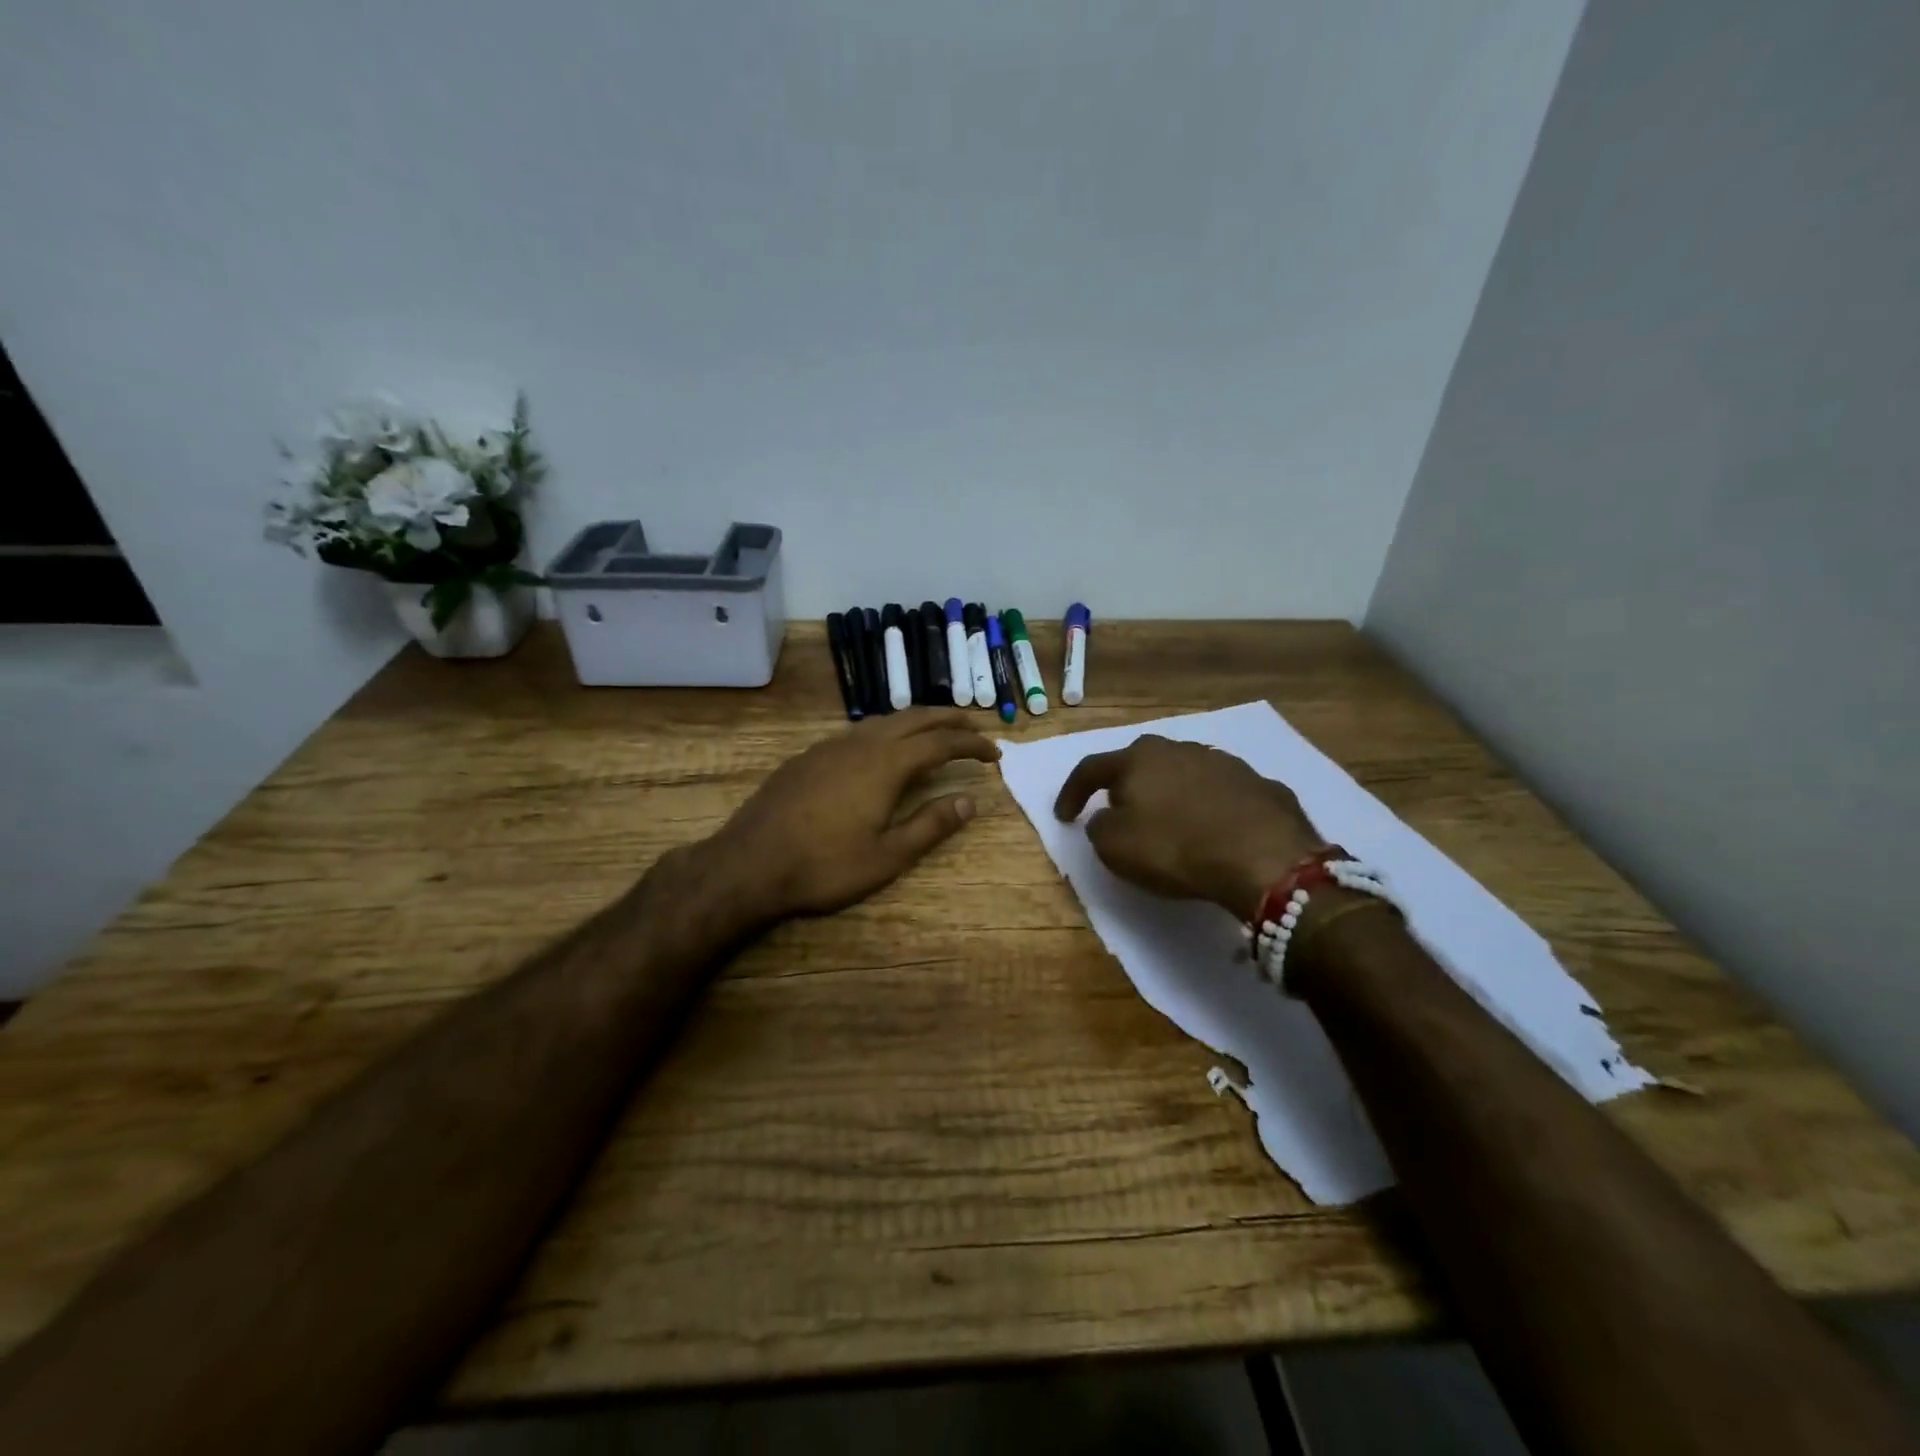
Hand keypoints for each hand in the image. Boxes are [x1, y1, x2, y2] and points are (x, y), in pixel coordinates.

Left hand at [711, 709, 999, 921]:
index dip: (972, 744)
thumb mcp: (887, 857)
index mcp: (886, 765)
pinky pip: (860, 731)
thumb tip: (969, 802)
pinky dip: (887, 730)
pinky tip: (883, 748)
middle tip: (975, 729)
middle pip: (915, 718)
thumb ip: (930, 826)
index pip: (941, 743)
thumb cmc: (823, 867)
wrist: (748, 864)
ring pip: (885, 720)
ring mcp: (831, 746)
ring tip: (936, 732)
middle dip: (949, 719)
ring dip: (917, 721)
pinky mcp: (809, 756)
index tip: (995, 753)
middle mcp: (861, 744)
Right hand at [1053, 735, 1323, 918]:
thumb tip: (1106, 818)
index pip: (1091, 769)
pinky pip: (1219, 792)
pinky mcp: (1257, 782)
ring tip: (1169, 820)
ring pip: (1182, 772)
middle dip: (1125, 784)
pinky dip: (1207, 806)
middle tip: (1119, 809)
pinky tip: (1212, 829)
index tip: (1063, 817)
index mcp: (1137, 759)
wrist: (1263, 856)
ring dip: (1169, 792)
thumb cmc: (1175, 848)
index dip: (1071, 793)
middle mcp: (1178, 749)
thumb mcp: (1115, 847)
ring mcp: (1222, 762)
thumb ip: (1099, 827)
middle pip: (1140, 762)